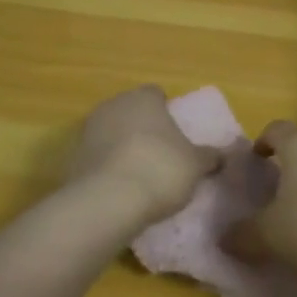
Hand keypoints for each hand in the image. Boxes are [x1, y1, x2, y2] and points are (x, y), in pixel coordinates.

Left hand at [67, 86, 222, 223]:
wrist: (107, 202)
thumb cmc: (160, 170)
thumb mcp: (195, 166)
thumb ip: (209, 156)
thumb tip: (224, 154)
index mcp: (144, 98)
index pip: (157, 94)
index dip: (167, 111)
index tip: (176, 134)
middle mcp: (113, 105)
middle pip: (132, 112)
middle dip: (144, 128)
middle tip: (161, 154)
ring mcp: (88, 130)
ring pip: (112, 133)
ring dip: (122, 147)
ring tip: (140, 176)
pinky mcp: (72, 157)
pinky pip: (97, 157)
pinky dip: (107, 167)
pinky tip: (120, 189)